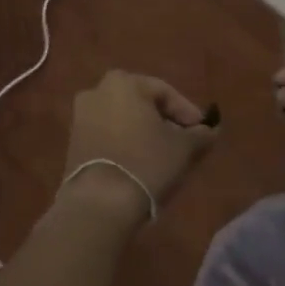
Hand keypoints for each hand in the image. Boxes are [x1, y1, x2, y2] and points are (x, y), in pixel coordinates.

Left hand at [58, 71, 217, 224]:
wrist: (99, 203)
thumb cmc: (146, 163)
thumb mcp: (184, 147)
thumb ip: (201, 134)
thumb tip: (210, 130)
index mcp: (124, 82)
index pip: (165, 92)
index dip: (188, 113)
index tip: (202, 132)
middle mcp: (98, 91)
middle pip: (143, 104)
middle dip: (165, 121)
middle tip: (185, 142)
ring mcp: (81, 117)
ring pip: (125, 120)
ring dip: (145, 133)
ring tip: (165, 156)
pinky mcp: (74, 142)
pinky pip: (109, 135)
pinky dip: (127, 144)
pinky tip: (142, 163)